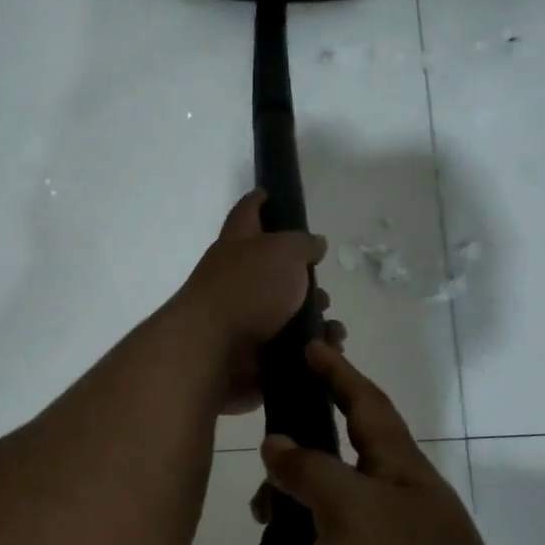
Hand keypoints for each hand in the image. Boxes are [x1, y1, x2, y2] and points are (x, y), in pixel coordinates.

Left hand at [173, 191, 342, 414]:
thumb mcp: (282, 252)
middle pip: (272, 269)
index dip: (261, 200)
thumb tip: (313, 244)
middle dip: (303, 279)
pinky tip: (325, 351)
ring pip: (285, 312)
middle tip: (324, 289)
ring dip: (312, 318)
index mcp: (238, 244)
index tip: (273, 193)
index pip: (248, 211)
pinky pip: (288, 348)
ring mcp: (242, 316)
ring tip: (332, 329)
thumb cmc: (247, 290)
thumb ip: (302, 244)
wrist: (212, 351)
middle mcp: (236, 277)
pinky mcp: (251, 351)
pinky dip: (308, 350)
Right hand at [232, 342, 526, 544]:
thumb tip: (278, 442)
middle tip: (261, 513)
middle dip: (282, 496)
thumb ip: (310, 470)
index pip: (365, 405)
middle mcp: (390, 515)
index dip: (337, 373)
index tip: (309, 345)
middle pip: (324, 481)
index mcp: (398, 476)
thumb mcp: (353, 513)